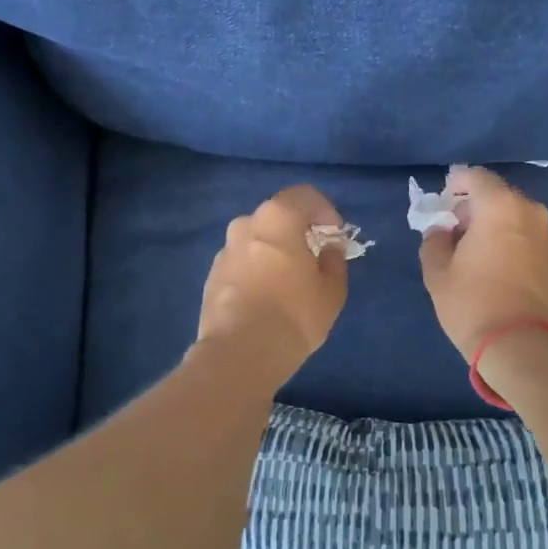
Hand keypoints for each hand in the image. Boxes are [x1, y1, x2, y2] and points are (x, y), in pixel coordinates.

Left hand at [197, 185, 350, 387]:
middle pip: (278, 218)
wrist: (240, 353)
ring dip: (274, 253)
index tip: (335, 237)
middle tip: (314, 260)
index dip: (326, 211)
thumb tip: (328, 249)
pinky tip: (266, 301)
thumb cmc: (295, 314)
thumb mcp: (332, 290)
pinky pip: (241, 264)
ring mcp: (224, 251)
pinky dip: (256, 272)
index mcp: (277, 218)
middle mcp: (245, 224)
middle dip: (298, 233)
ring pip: (256, 241)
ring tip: (289, 284)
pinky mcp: (211, 276)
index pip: (305, 196)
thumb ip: (334, 261)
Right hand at [418, 166, 547, 362]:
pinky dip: (510, 243)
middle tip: (454, 231)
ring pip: (515, 218)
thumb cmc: (474, 303)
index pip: (476, 177)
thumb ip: (434, 241)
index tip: (444, 201)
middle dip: (475, 208)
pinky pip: (527, 239)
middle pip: (498, 197)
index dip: (457, 184)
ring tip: (474, 254)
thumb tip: (442, 231)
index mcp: (500, 207)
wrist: (524, 347)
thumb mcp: (438, 273)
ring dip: (494, 227)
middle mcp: (530, 212)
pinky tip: (495, 269)